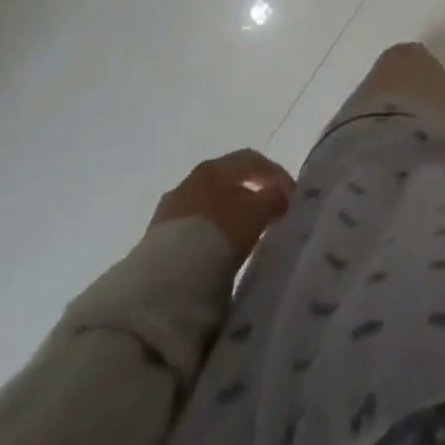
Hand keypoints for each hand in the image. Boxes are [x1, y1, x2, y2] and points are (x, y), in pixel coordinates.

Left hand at [150, 149, 294, 260]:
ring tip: (243, 240)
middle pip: (226, 183)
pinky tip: (217, 257)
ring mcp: (168, 214)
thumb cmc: (217, 235)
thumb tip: (279, 195)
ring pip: (207, 209)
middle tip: (267, 215)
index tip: (290, 196)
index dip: (274, 174)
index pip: (250, 160)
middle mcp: (188, 183)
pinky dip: (209, 239)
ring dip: (227, 219)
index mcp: (213, 168)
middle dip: (249, 196)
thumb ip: (273, 198)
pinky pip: (191, 234)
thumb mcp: (256, 214)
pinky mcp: (154, 246)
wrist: (164, 284)